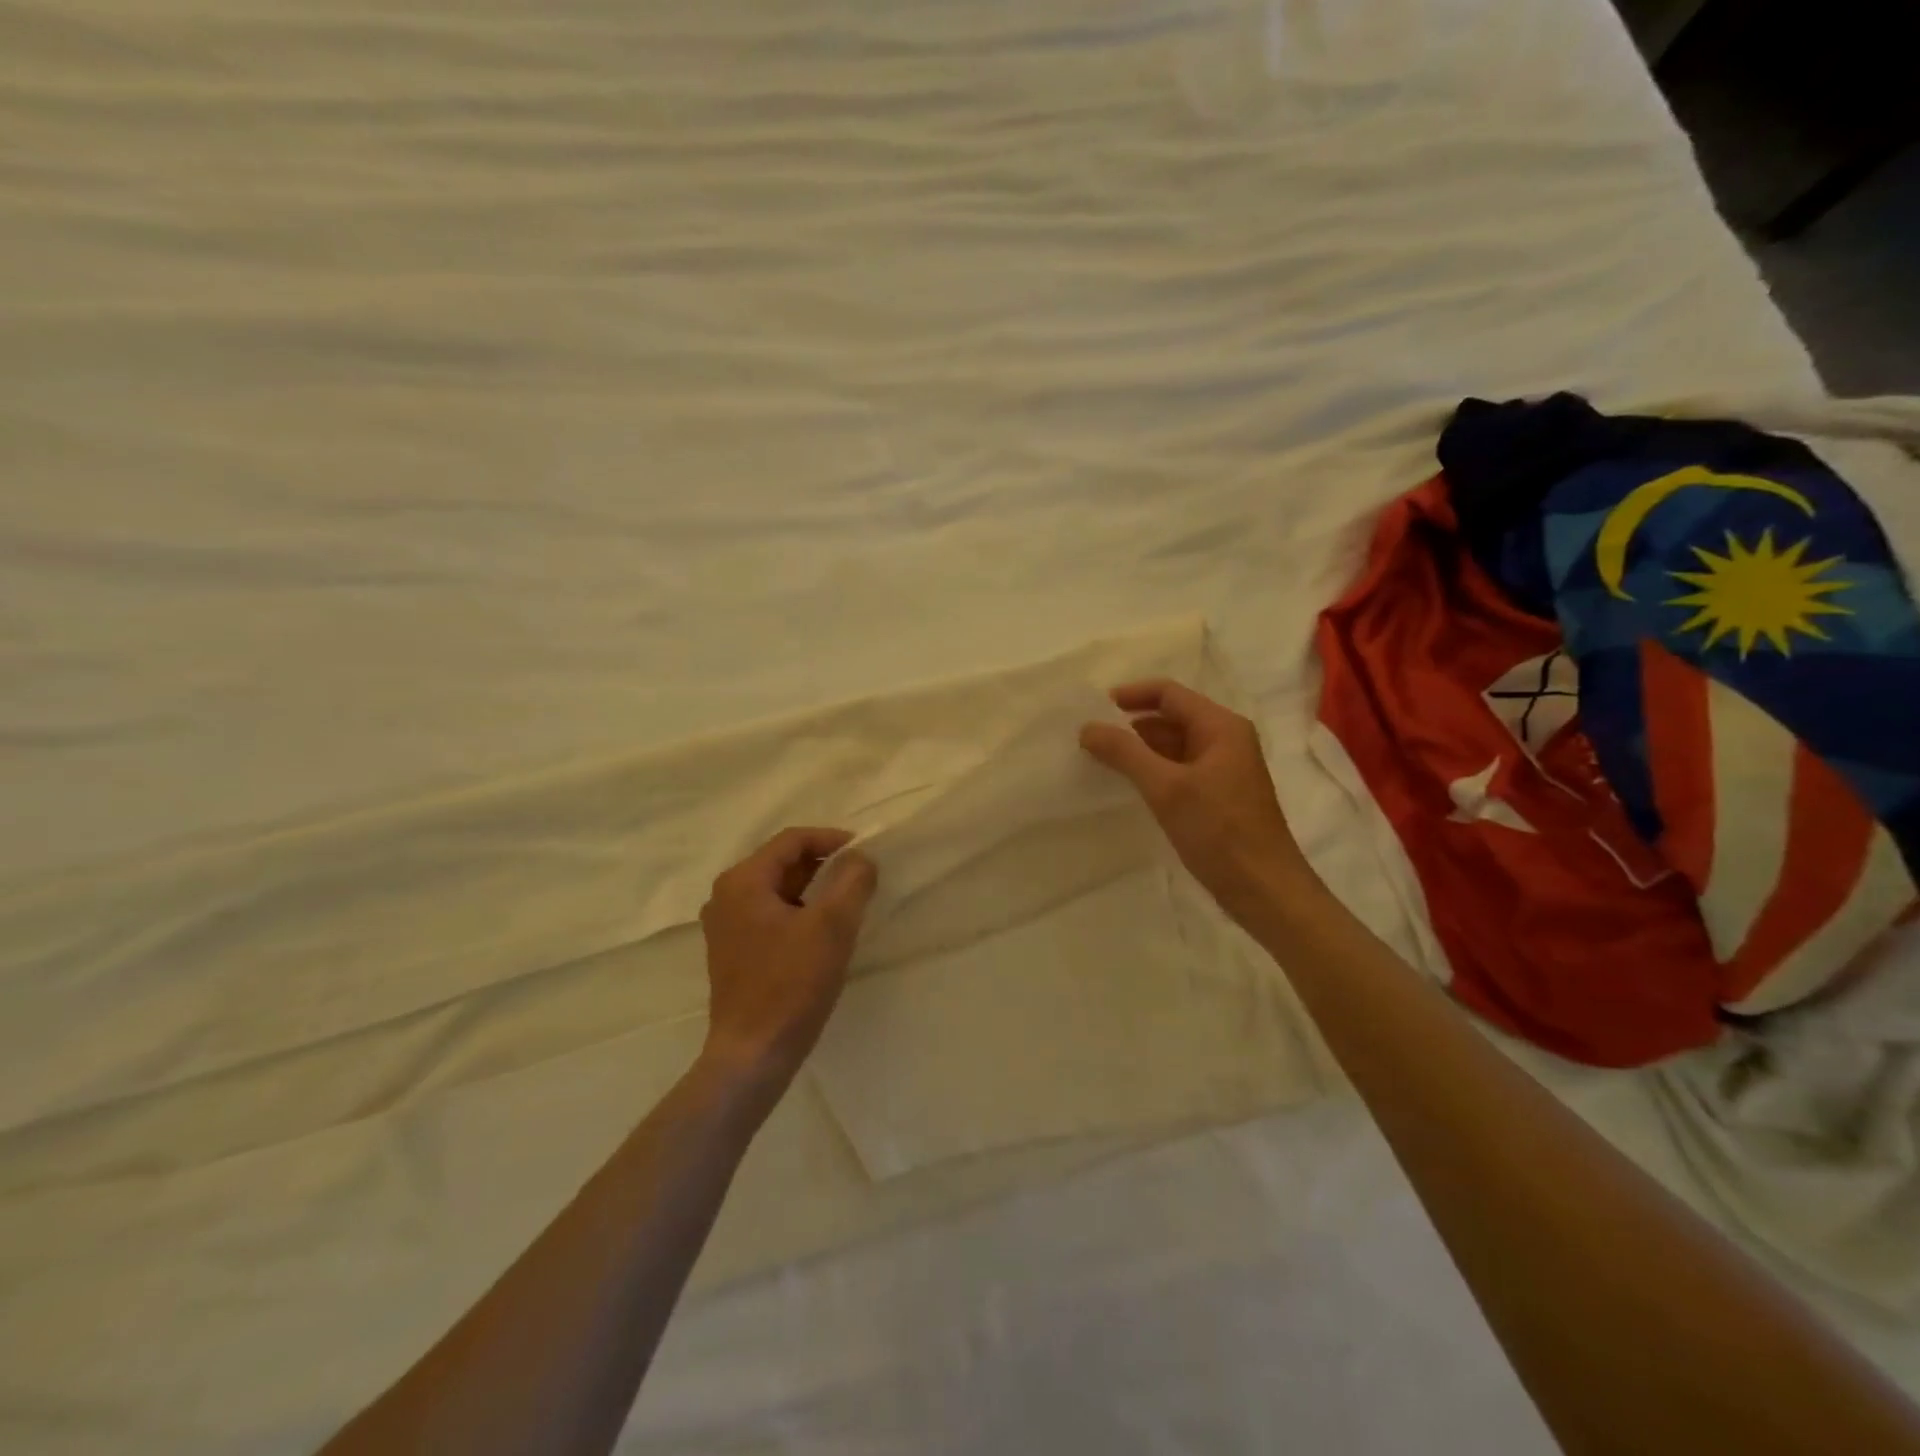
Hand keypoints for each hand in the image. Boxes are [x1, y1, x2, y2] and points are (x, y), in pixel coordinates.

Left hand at [698, 827, 877, 1094]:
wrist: (753, 1054)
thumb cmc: (791, 984)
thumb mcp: (832, 926)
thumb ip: (852, 881)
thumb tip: (861, 859)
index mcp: (743, 881)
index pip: (792, 840)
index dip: (831, 839)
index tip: (865, 852)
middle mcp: (726, 896)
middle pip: (782, 863)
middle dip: (824, 865)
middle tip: (861, 877)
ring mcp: (726, 926)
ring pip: (778, 890)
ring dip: (814, 889)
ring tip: (848, 902)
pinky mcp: (733, 952)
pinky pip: (771, 915)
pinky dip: (799, 912)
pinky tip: (823, 932)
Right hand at [1080, 680, 1317, 927]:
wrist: (1264, 890)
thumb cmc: (1219, 832)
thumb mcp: (1166, 788)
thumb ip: (1125, 753)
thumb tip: (1087, 727)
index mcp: (1221, 727)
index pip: (1169, 693)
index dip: (1131, 695)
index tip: (1094, 710)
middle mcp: (1225, 741)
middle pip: (1170, 718)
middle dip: (1131, 725)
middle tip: (1091, 740)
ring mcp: (1223, 770)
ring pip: (1173, 746)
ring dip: (1140, 750)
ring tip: (1101, 762)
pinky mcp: (1217, 796)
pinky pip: (1178, 771)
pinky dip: (1152, 772)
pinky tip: (1128, 787)